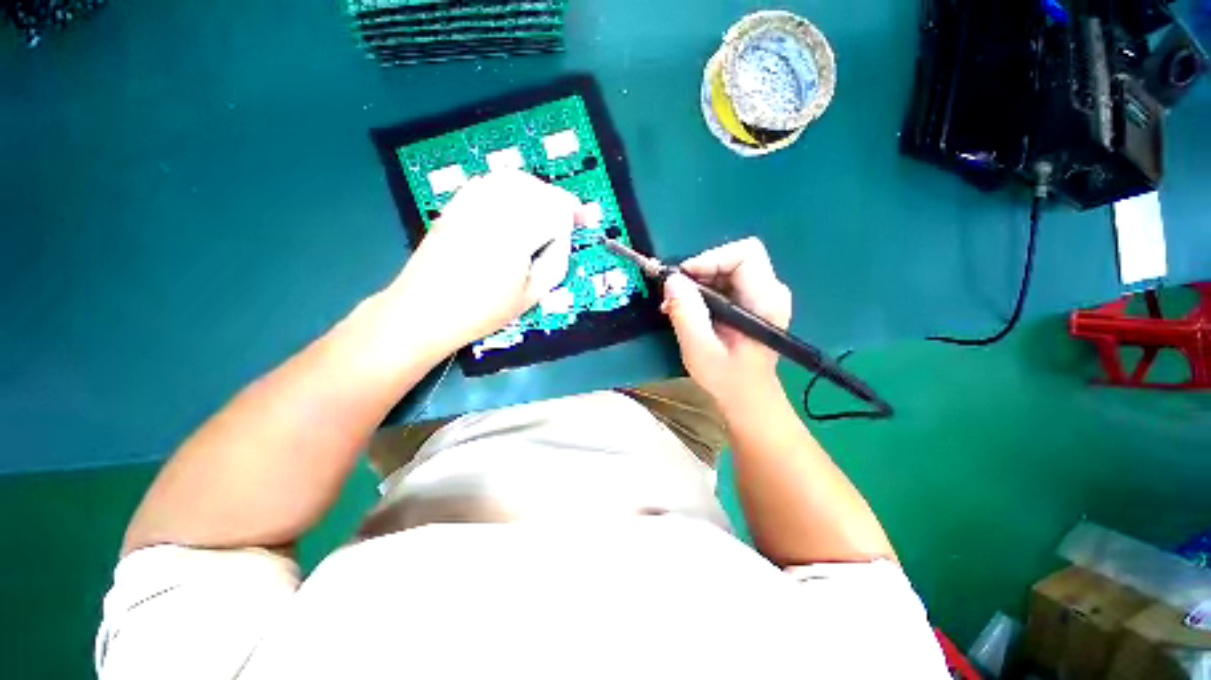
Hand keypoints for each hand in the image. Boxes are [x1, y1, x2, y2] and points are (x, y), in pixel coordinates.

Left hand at [387, 170, 585, 352]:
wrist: (425, 310)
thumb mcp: (531, 296)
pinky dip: (510, 186)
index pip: (555, 209)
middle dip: (558, 200)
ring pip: (513, 179)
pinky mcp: (455, 205)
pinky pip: (488, 182)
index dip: (573, 214)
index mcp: (516, 237)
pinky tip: (516, 203)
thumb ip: (555, 263)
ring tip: (546, 207)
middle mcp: (494, 211)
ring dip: (537, 190)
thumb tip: (562, 238)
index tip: (583, 221)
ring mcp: (470, 204)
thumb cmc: (482, 311)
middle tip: (569, 216)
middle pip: (536, 189)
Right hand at [661, 238, 792, 407]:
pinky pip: (726, 280)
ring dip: (698, 281)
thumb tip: (672, 280)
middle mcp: (771, 291)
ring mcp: (763, 295)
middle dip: (700, 270)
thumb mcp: (699, 349)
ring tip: (677, 304)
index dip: (710, 258)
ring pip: (727, 267)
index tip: (682, 279)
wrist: (746, 396)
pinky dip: (703, 289)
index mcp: (766, 300)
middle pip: (734, 258)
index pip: (744, 254)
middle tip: (675, 294)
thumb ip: (686, 313)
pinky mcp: (752, 301)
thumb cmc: (726, 377)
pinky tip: (688, 308)